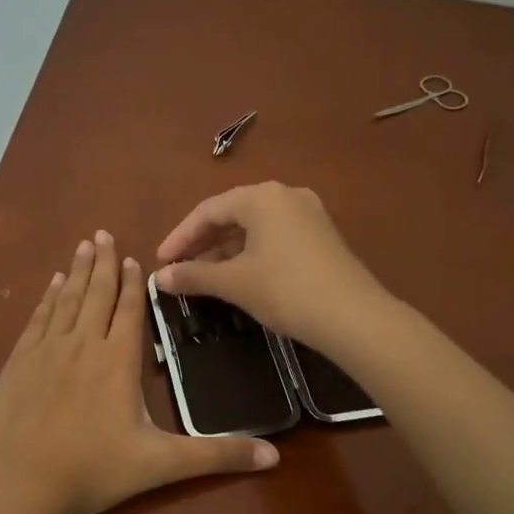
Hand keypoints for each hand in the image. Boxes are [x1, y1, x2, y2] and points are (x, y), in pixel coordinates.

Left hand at [0, 231, 278, 513]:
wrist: (18, 482)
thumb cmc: (92, 469)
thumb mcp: (160, 465)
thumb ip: (215, 456)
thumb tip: (274, 456)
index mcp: (117, 361)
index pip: (129, 311)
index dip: (132, 284)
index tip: (133, 258)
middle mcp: (82, 344)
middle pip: (96, 294)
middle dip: (103, 263)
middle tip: (103, 234)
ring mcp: (46, 350)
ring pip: (67, 300)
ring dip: (77, 272)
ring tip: (82, 246)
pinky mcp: (18, 362)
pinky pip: (38, 318)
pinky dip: (48, 298)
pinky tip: (52, 286)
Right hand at [152, 182, 383, 346]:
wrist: (354, 317)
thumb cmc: (286, 290)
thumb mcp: (234, 283)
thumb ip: (193, 275)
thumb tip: (159, 279)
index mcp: (262, 197)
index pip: (208, 211)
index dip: (180, 237)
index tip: (161, 262)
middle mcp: (285, 195)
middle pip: (231, 215)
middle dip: (202, 243)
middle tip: (179, 269)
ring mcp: (308, 214)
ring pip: (254, 227)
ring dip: (225, 250)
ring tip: (203, 276)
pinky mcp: (321, 236)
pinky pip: (274, 236)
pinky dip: (250, 253)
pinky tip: (238, 276)